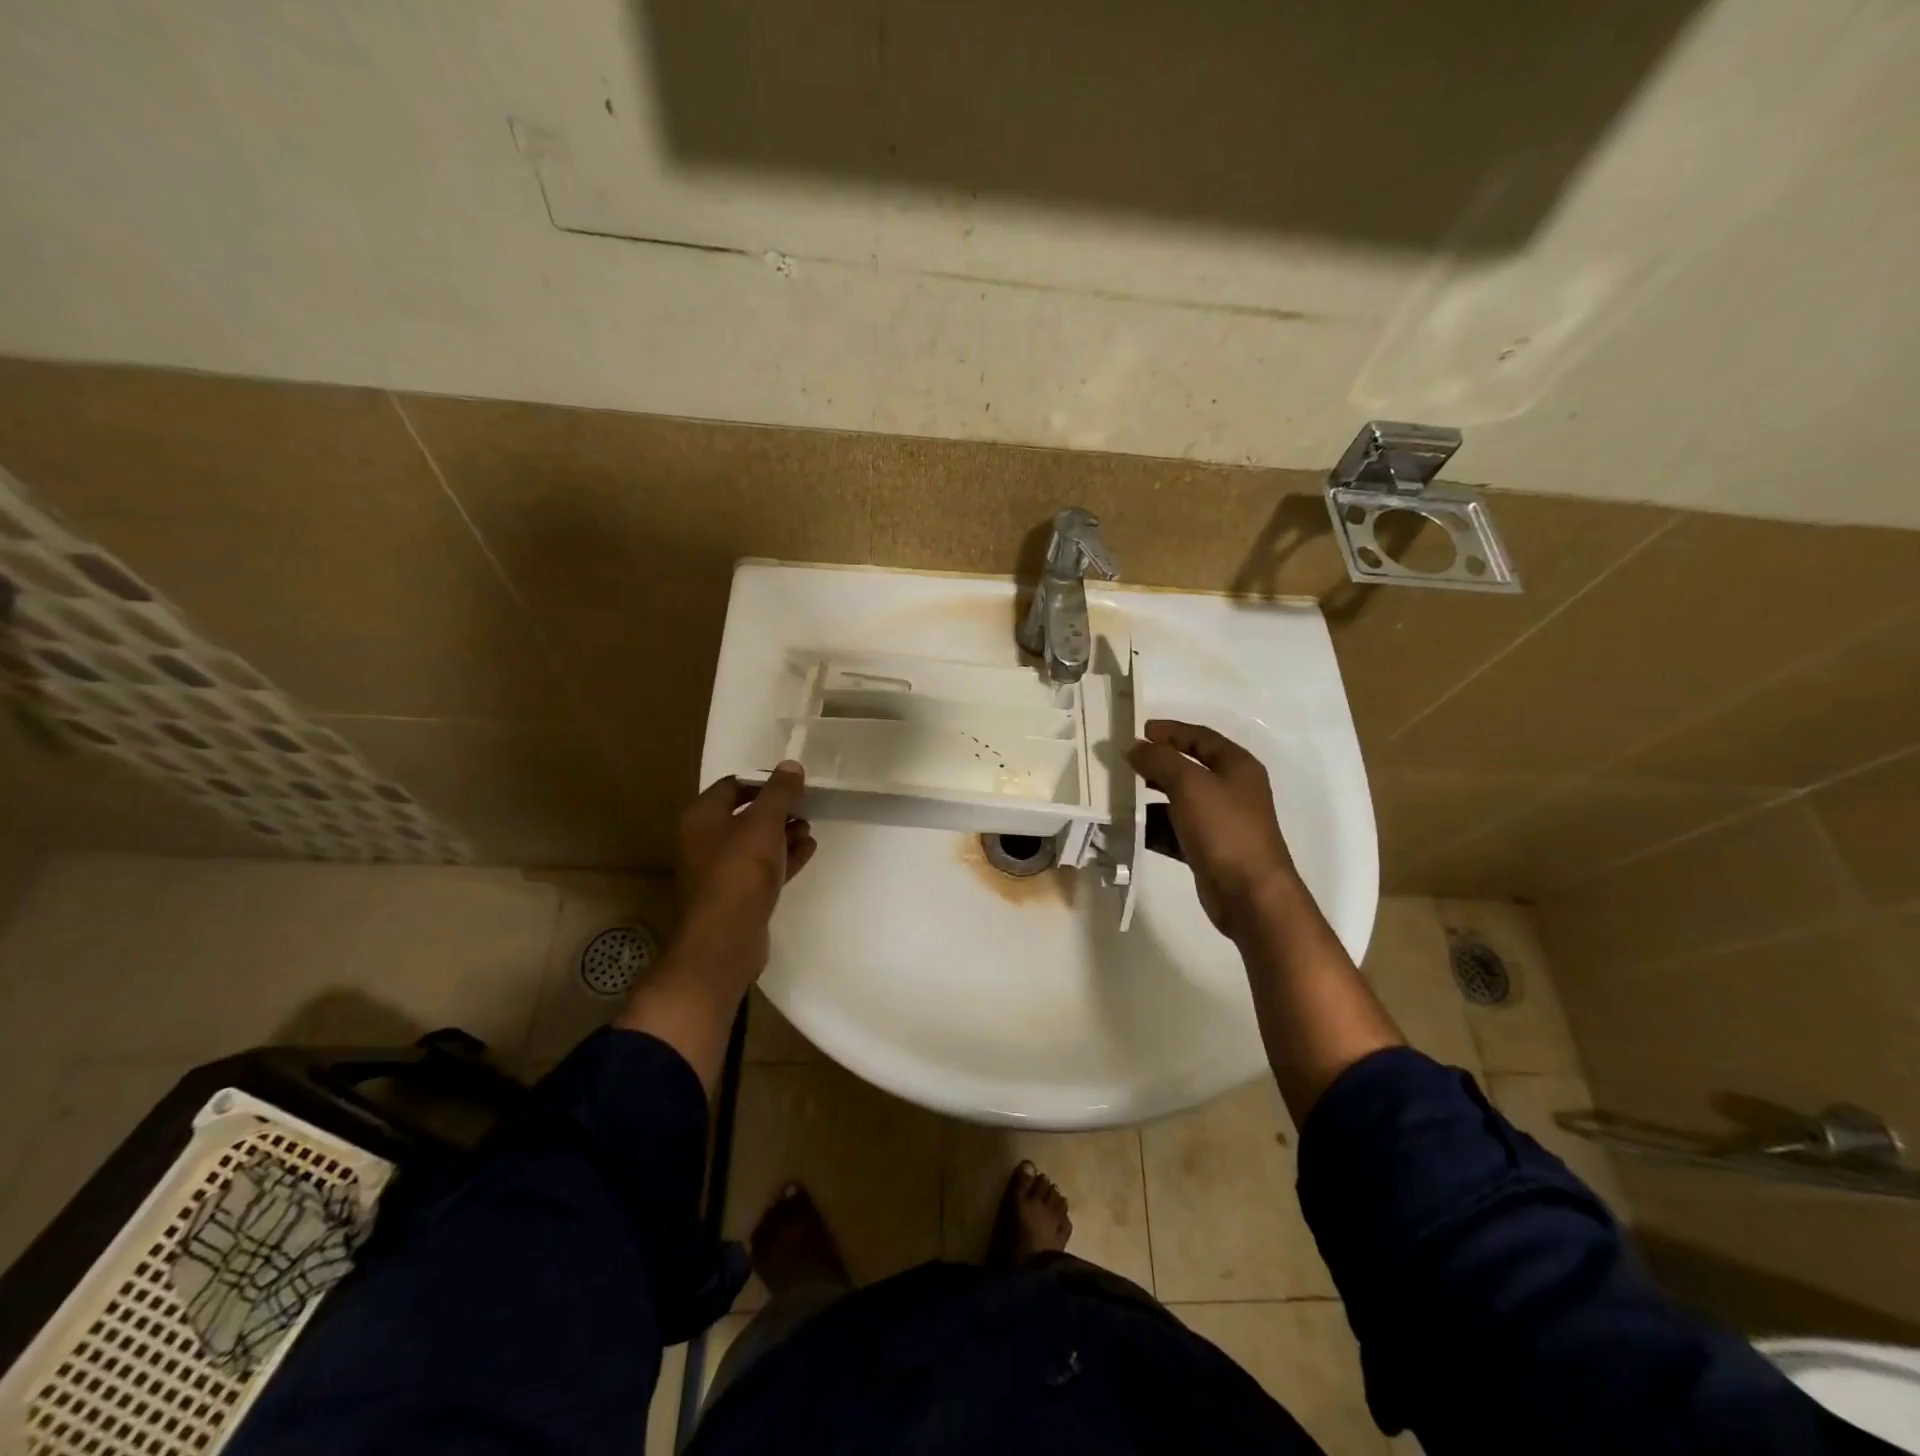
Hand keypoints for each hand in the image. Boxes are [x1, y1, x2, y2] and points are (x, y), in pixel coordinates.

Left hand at [617, 764, 815, 1090]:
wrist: (724, 940)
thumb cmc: (740, 872)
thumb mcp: (764, 823)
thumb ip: (780, 792)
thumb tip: (791, 765)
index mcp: (702, 817)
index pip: (733, 785)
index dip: (763, 781)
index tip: (793, 784)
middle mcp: (704, 841)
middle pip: (744, 815)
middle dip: (777, 809)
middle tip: (806, 806)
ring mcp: (719, 871)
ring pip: (755, 843)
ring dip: (783, 834)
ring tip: (810, 828)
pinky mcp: (736, 896)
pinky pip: (762, 869)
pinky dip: (783, 858)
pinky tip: (808, 850)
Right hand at [1128, 720, 1298, 937]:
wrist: (1250, 894)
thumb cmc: (1224, 829)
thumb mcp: (1189, 785)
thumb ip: (1159, 760)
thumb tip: (1133, 747)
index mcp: (1236, 766)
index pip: (1199, 737)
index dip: (1169, 731)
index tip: (1137, 731)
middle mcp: (1231, 789)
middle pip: (1187, 767)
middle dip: (1155, 765)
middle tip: (1122, 763)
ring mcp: (1220, 821)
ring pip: (1178, 800)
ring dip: (1149, 798)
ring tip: (1117, 796)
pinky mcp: (1208, 849)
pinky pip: (1174, 830)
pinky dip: (1153, 828)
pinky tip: (1128, 829)